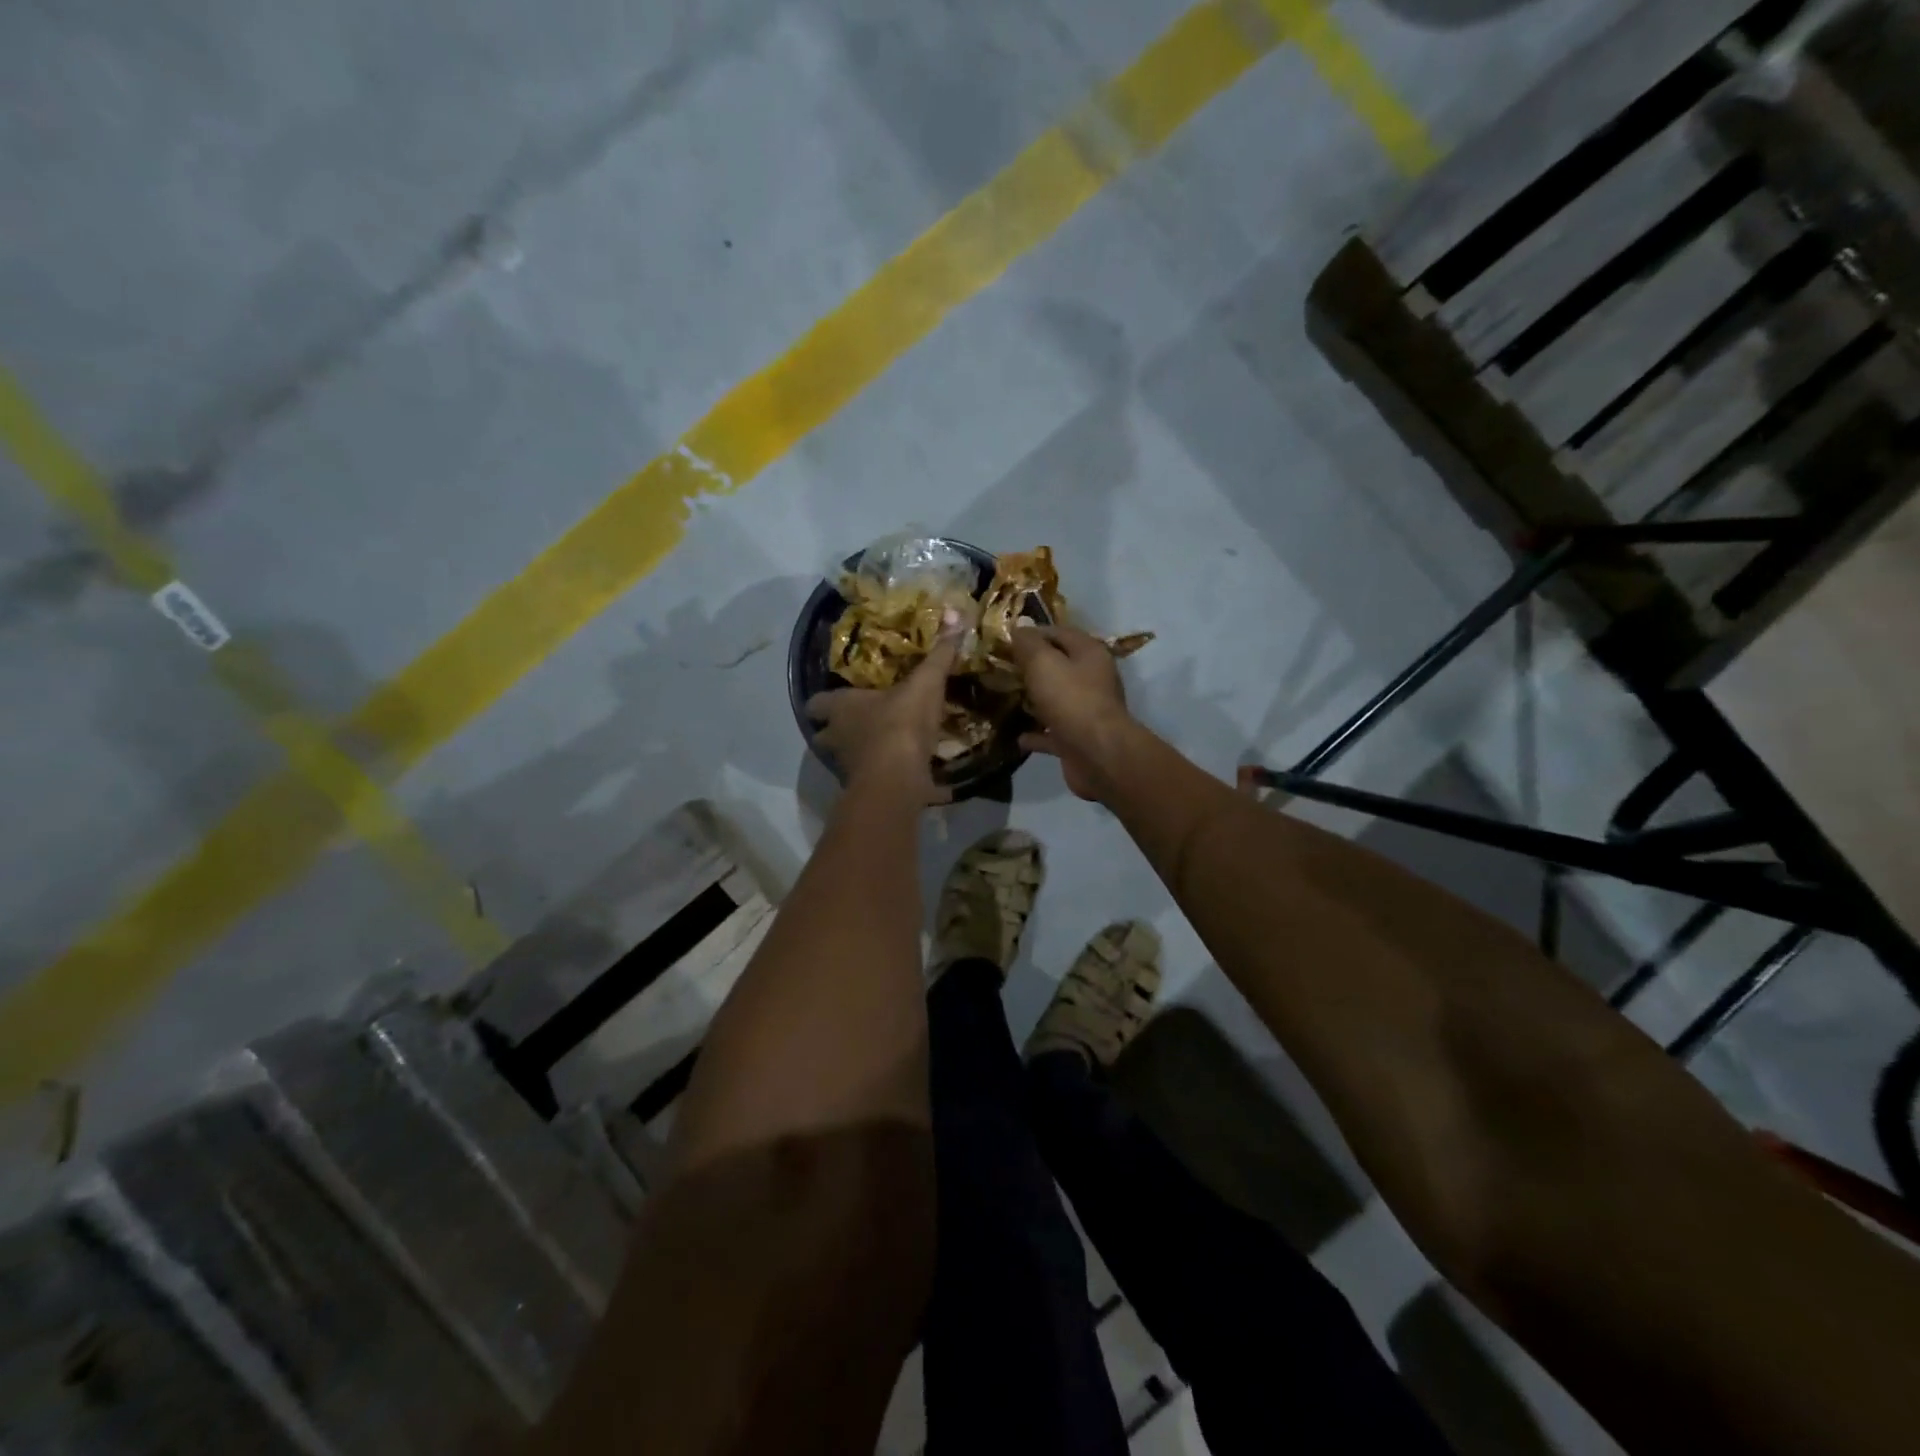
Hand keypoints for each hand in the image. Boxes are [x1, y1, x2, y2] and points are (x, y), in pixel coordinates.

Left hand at [807, 626, 962, 802]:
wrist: (898, 780)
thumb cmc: (901, 724)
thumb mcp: (925, 684)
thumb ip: (938, 654)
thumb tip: (956, 614)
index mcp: (841, 708)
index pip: (815, 703)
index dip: (824, 701)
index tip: (837, 697)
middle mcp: (837, 737)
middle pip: (824, 735)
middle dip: (839, 730)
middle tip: (862, 722)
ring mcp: (848, 767)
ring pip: (846, 758)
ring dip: (861, 753)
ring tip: (885, 746)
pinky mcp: (867, 790)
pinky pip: (872, 781)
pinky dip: (886, 777)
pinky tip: (908, 774)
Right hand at [1009, 625, 1137, 800]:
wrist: (1097, 755)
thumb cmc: (1071, 700)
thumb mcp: (1043, 663)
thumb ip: (1029, 644)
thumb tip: (1020, 627)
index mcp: (1089, 653)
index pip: (1059, 632)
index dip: (1032, 634)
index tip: (1005, 640)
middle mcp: (1092, 679)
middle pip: (1058, 666)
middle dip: (1031, 667)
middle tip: (1001, 669)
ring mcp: (1086, 711)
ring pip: (1056, 700)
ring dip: (1034, 700)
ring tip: (1006, 698)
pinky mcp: (1078, 740)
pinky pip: (1052, 733)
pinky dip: (1036, 734)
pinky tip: (1017, 737)